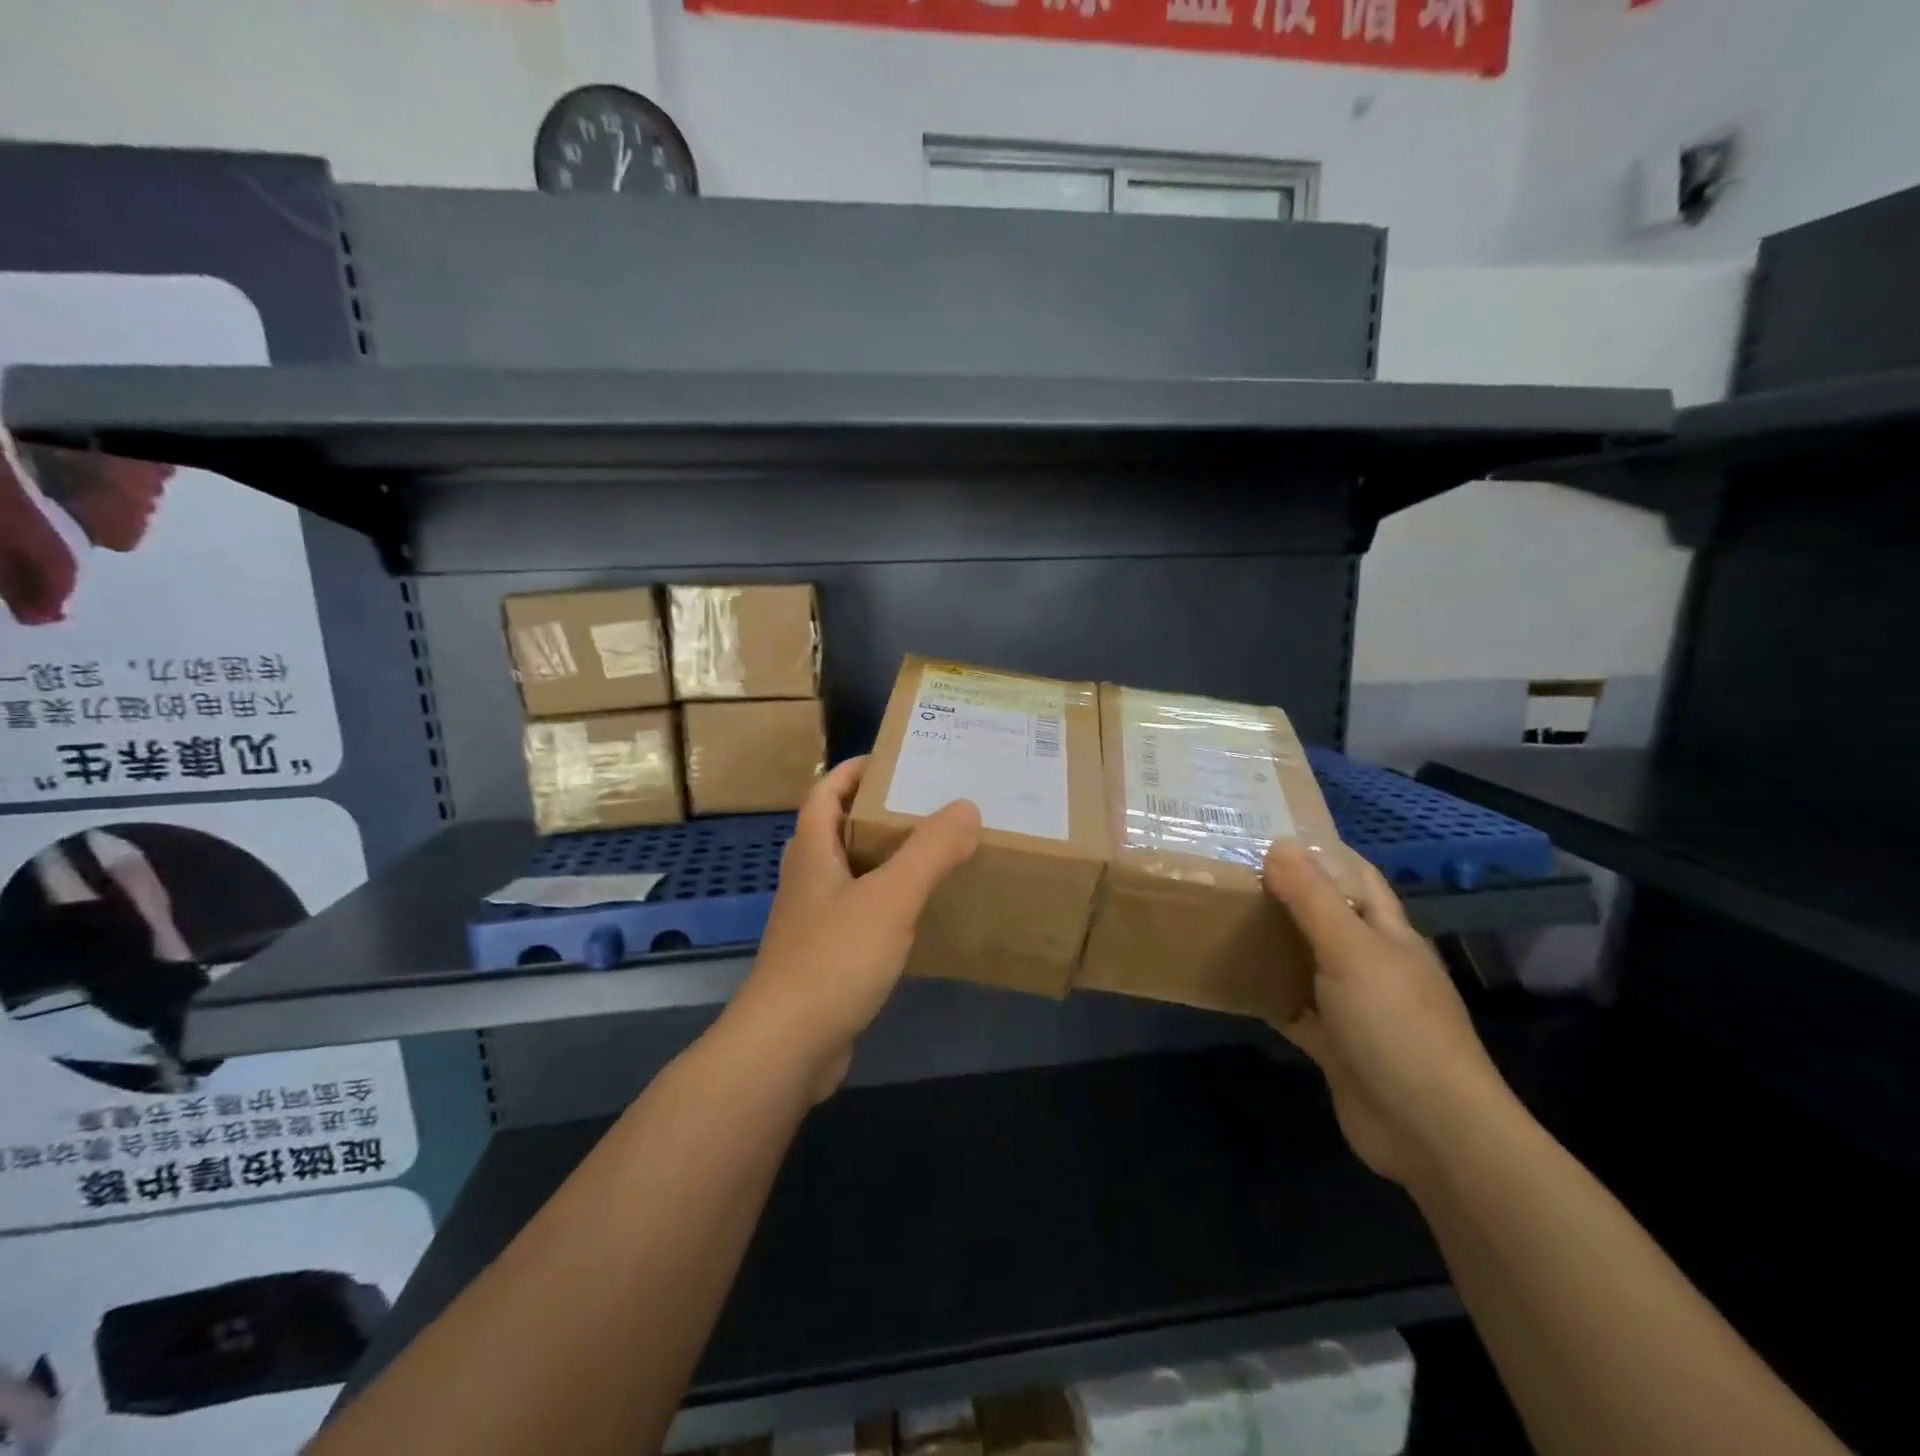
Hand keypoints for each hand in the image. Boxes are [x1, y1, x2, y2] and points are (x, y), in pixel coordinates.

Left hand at [726, 757, 980, 1100]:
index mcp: (812, 854)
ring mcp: (814, 923)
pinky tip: (919, 915)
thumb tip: (966, 807)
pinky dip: (887, 904)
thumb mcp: (890, 898)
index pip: (824, 794)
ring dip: (884, 859)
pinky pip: (860, 915)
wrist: (788, 1047)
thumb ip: (929, 852)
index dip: (852, 771)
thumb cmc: (833, 959)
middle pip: (838, 831)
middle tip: (928, 804)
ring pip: (851, 875)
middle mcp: (809, 882)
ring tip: (933, 852)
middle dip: (877, 813)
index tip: (893, 760)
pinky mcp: (826, 960)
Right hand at [1262, 842, 1510, 1185]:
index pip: (1358, 877)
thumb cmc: (1395, 1024)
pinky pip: (1293, 1010)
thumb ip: (1313, 899)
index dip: (1322, 853)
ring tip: (1222, 917)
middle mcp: (1373, 965)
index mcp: (1389, 934)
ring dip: (1273, 945)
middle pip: (1327, 918)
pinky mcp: (1335, 1046)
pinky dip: (1268, 996)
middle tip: (1231, 873)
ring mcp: (1354, 1008)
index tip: (1270, 834)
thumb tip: (1279, 844)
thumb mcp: (1351, 950)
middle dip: (1286, 895)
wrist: (1428, 1129)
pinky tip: (1232, 981)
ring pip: (1307, 963)